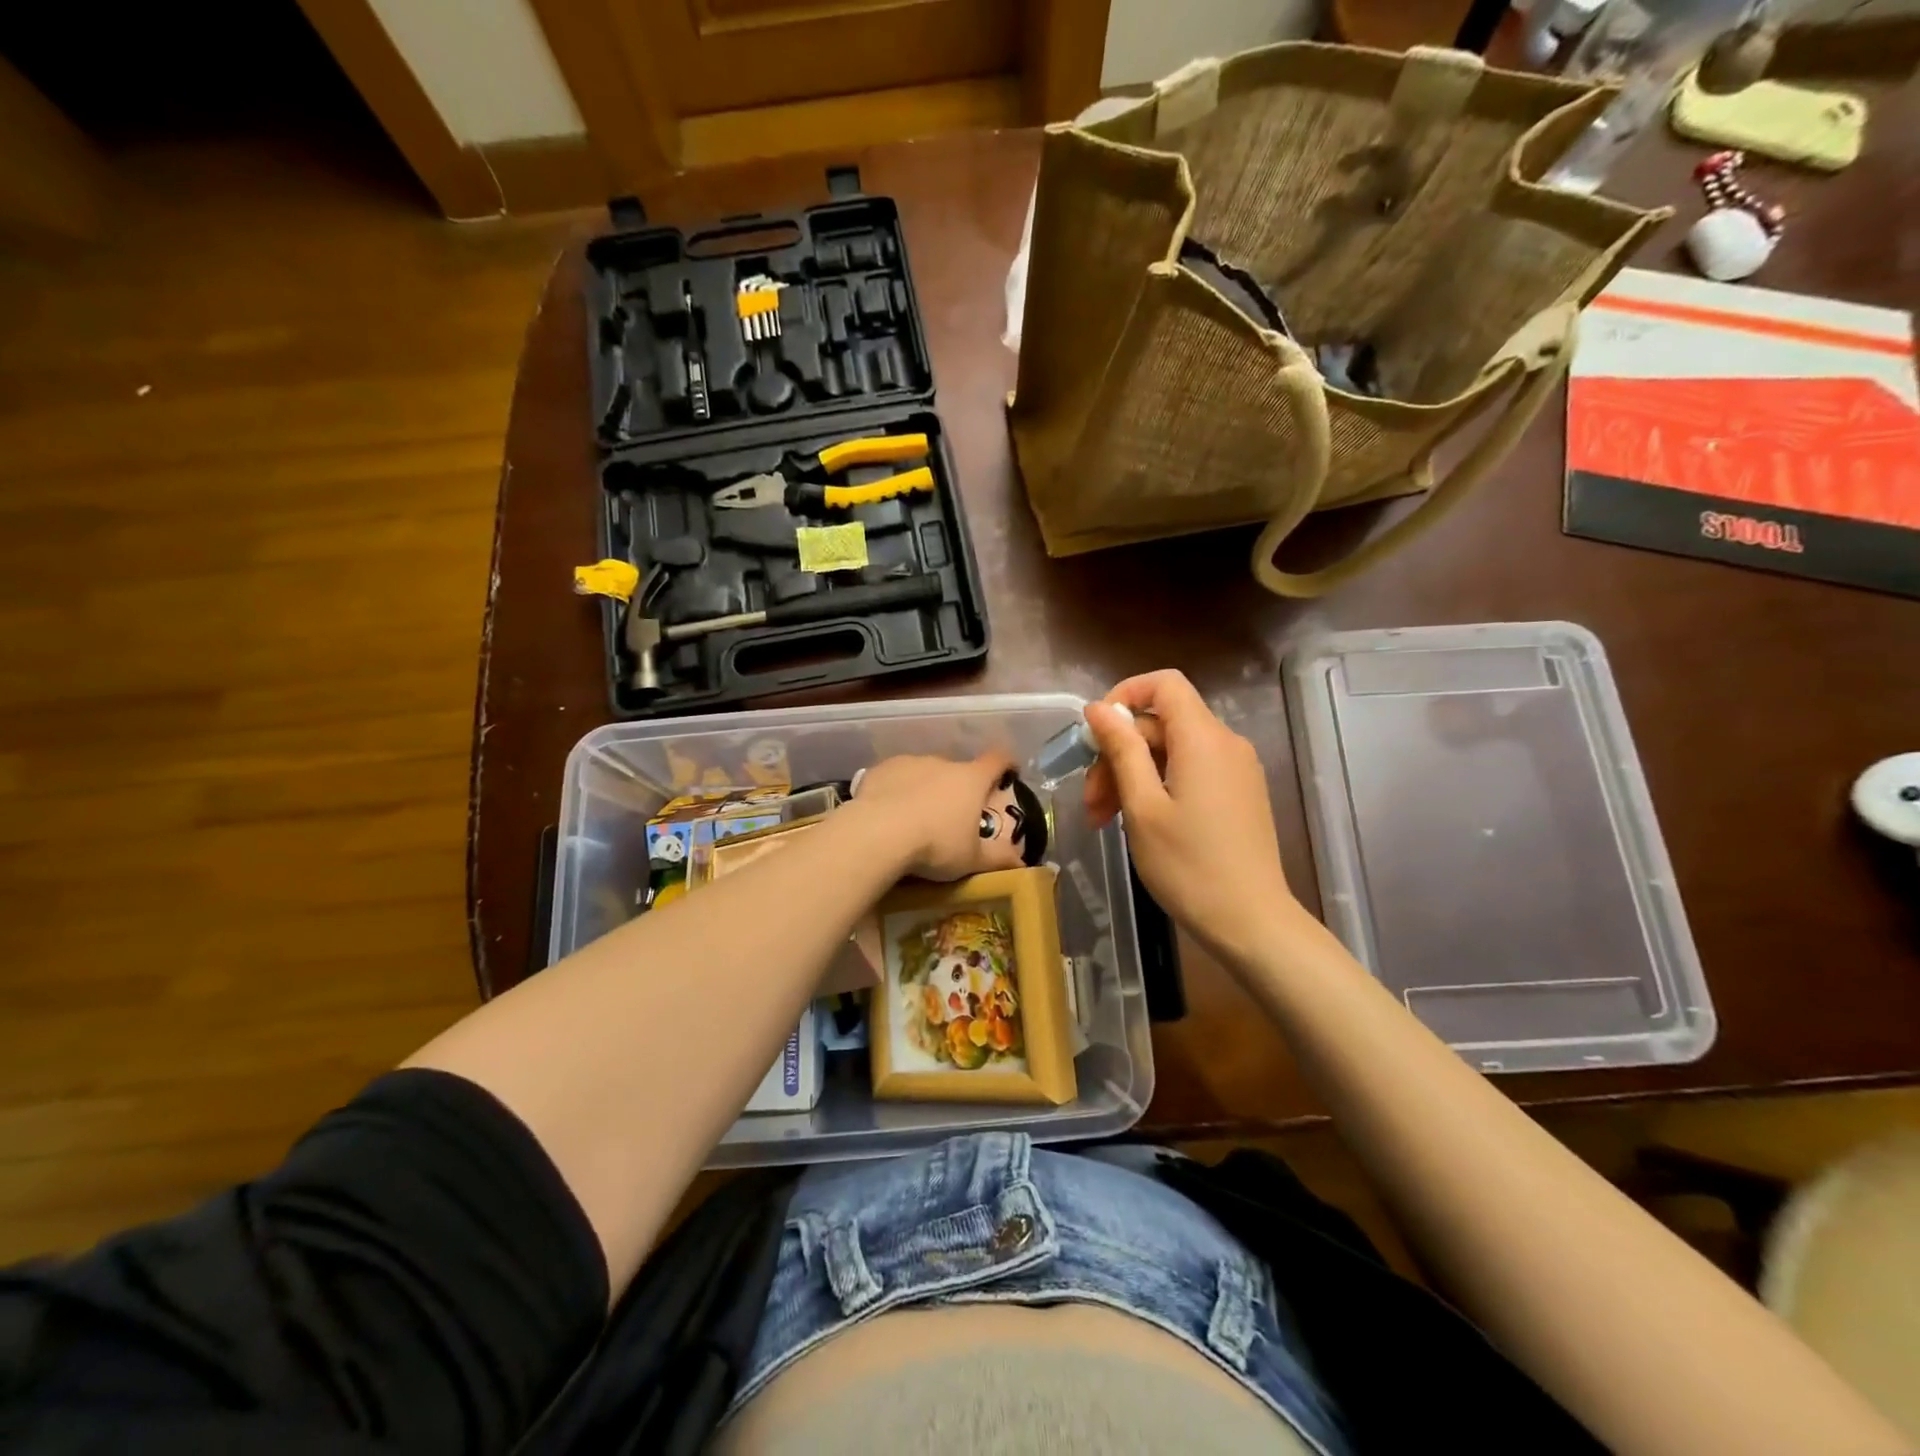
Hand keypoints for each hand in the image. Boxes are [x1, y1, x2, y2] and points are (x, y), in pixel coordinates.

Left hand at [852, 751, 1017, 880]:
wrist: (877, 833)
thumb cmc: (935, 845)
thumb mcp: (971, 860)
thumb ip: (998, 859)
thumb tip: (1022, 863)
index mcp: (971, 780)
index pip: (997, 760)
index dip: (1006, 765)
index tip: (1008, 773)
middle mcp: (943, 763)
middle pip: (958, 770)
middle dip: (958, 788)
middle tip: (953, 816)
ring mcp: (910, 762)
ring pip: (925, 773)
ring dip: (926, 789)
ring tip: (916, 818)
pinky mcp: (882, 769)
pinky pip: (896, 777)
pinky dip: (897, 790)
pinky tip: (888, 813)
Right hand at [1083, 671, 1302, 961]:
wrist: (1252, 923)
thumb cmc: (1188, 866)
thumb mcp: (1142, 806)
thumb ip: (1121, 749)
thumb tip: (1097, 709)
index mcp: (1203, 738)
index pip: (1163, 684)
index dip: (1124, 696)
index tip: (1095, 734)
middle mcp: (1226, 743)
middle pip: (1161, 724)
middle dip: (1118, 754)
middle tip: (1091, 801)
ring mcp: (1237, 770)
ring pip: (1172, 751)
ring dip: (1133, 776)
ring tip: (1104, 820)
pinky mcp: (1239, 795)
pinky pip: (1191, 771)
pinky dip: (1159, 786)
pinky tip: (1138, 823)